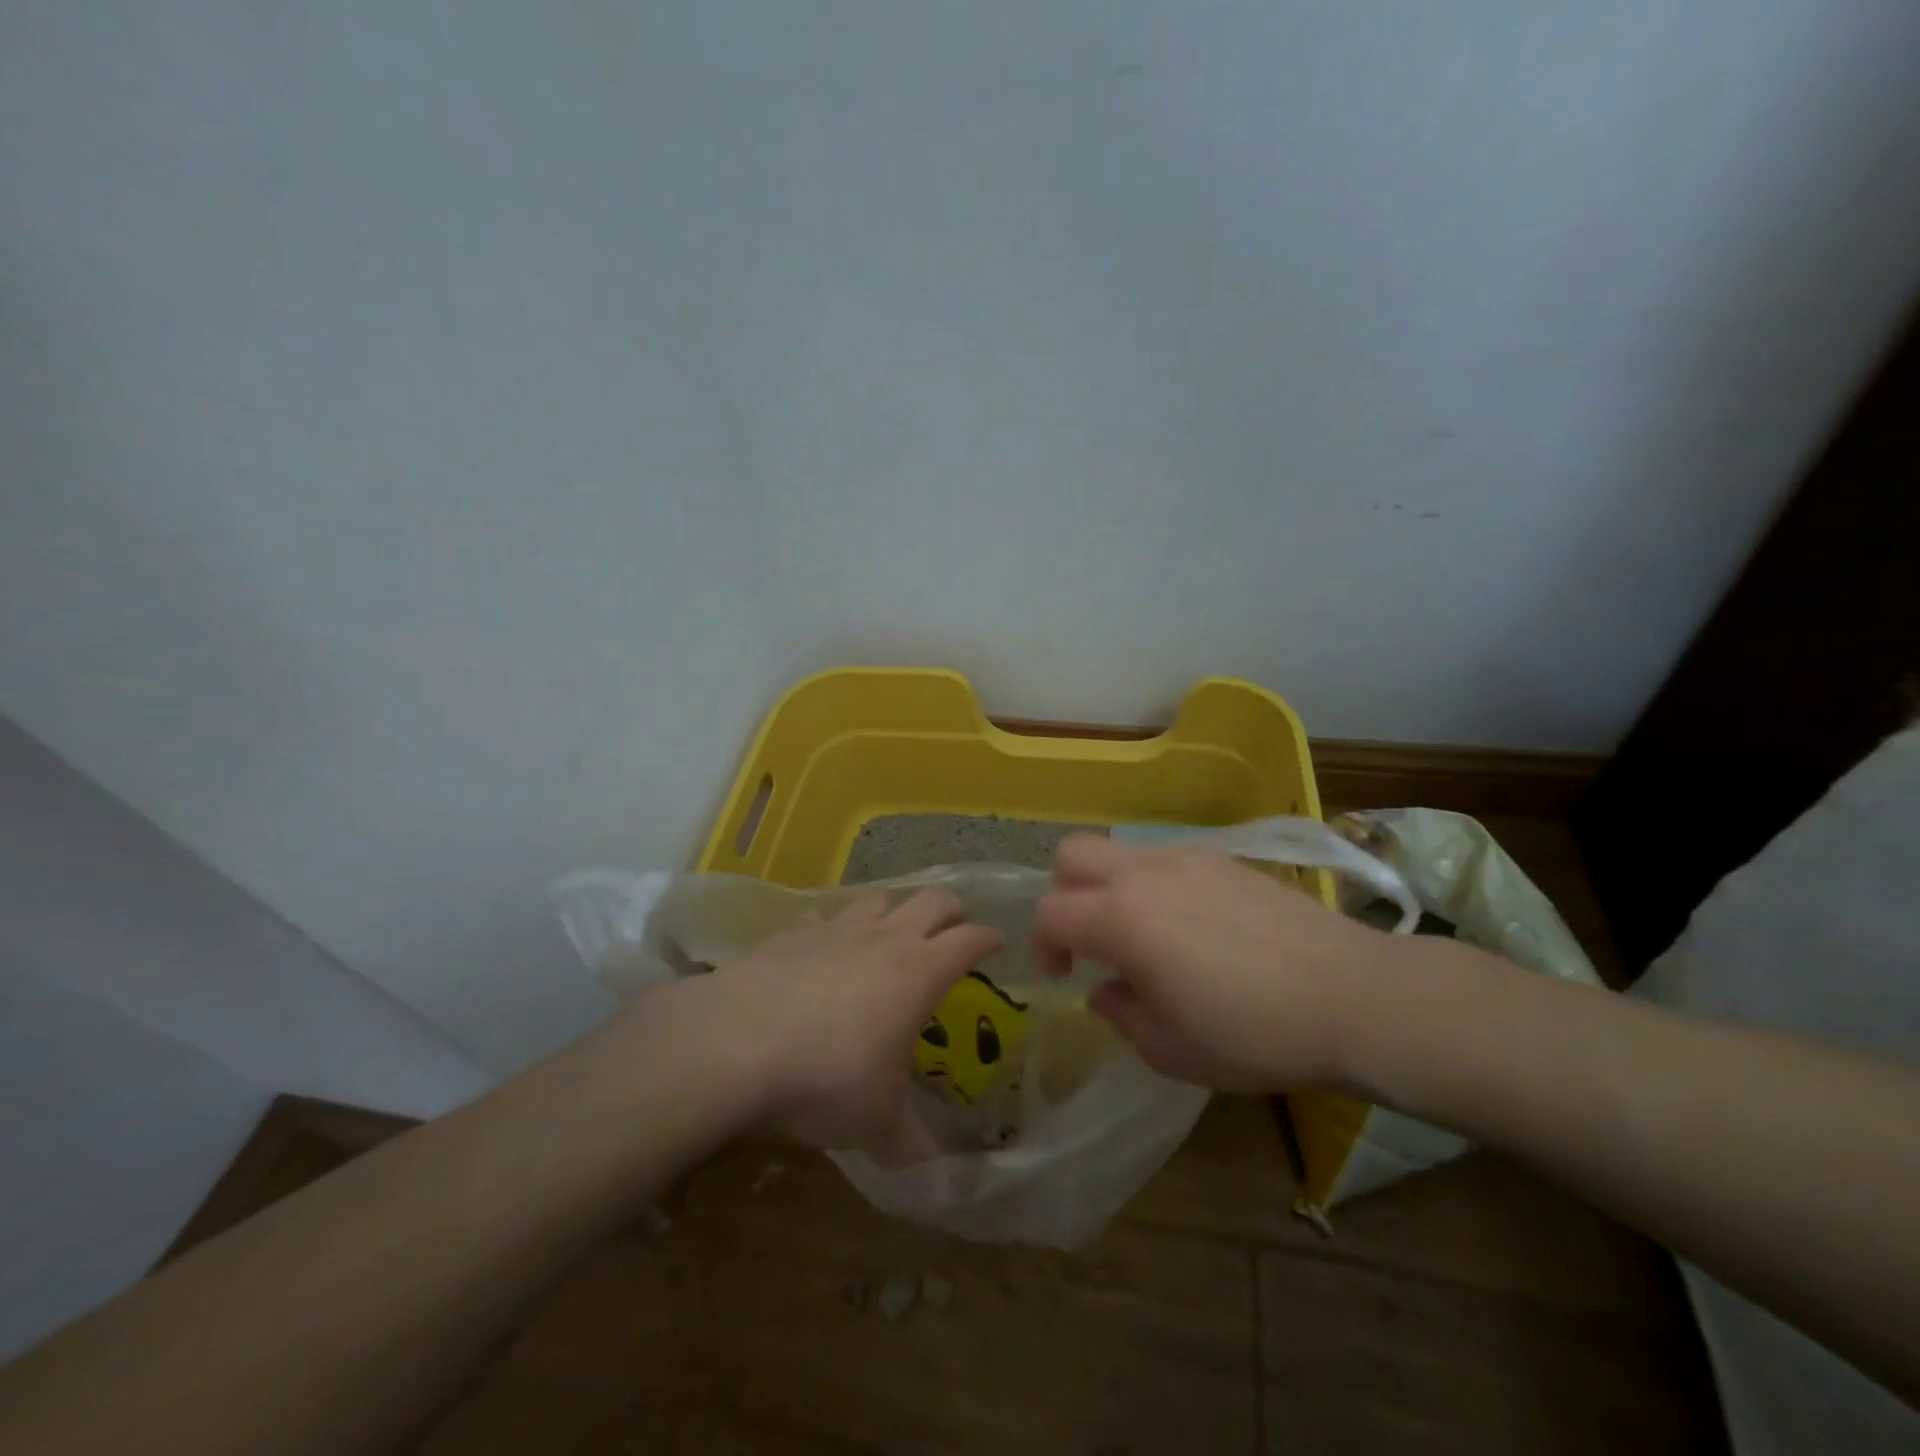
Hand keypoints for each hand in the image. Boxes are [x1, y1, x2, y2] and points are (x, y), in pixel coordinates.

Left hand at [702, 891, 1002, 1151]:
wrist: (737, 1041)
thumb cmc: (829, 1077)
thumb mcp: (878, 1124)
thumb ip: (913, 1148)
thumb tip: (944, 1190)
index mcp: (920, 972)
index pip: (970, 940)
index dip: (988, 939)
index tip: (998, 943)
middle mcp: (885, 938)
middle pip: (932, 900)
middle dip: (950, 910)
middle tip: (954, 928)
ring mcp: (836, 929)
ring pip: (878, 899)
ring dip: (892, 911)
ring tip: (890, 934)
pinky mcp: (792, 932)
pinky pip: (823, 916)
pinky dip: (832, 927)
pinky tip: (823, 949)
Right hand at [1034, 834, 1410, 1092]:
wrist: (1351, 994)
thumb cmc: (1254, 1032)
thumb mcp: (1172, 1050)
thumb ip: (1121, 1015)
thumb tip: (1106, 990)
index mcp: (1122, 919)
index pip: (1050, 912)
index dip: (1044, 945)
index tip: (1065, 977)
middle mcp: (1143, 874)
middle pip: (1071, 854)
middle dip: (1064, 893)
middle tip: (1089, 939)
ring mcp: (1185, 857)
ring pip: (1118, 850)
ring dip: (1109, 886)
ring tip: (1142, 934)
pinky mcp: (1222, 857)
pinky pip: (1162, 857)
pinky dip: (1151, 883)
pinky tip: (1189, 924)